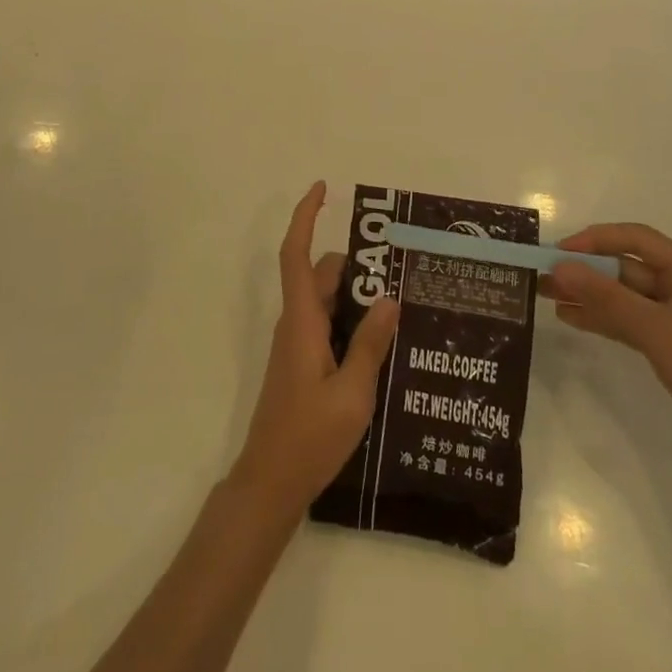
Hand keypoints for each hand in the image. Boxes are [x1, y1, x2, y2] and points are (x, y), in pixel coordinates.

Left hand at [230, 182, 400, 520]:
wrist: (270, 482)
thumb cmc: (309, 436)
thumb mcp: (352, 392)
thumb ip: (370, 343)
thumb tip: (390, 298)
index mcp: (302, 321)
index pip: (296, 254)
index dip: (306, 217)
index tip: (322, 189)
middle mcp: (295, 324)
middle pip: (321, 275)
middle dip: (356, 264)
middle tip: (399, 266)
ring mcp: (296, 345)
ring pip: (326, 301)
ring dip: (357, 295)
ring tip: (401, 303)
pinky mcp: (301, 364)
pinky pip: (327, 324)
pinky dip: (351, 320)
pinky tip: (382, 340)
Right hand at [546, 224, 671, 487]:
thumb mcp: (655, 330)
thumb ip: (606, 296)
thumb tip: (560, 266)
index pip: (636, 239)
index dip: (595, 239)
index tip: (559, 252)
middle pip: (627, 267)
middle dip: (586, 270)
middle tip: (544, 276)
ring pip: (624, 295)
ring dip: (589, 294)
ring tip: (547, 296)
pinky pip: (629, 321)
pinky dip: (602, 318)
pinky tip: (571, 318)